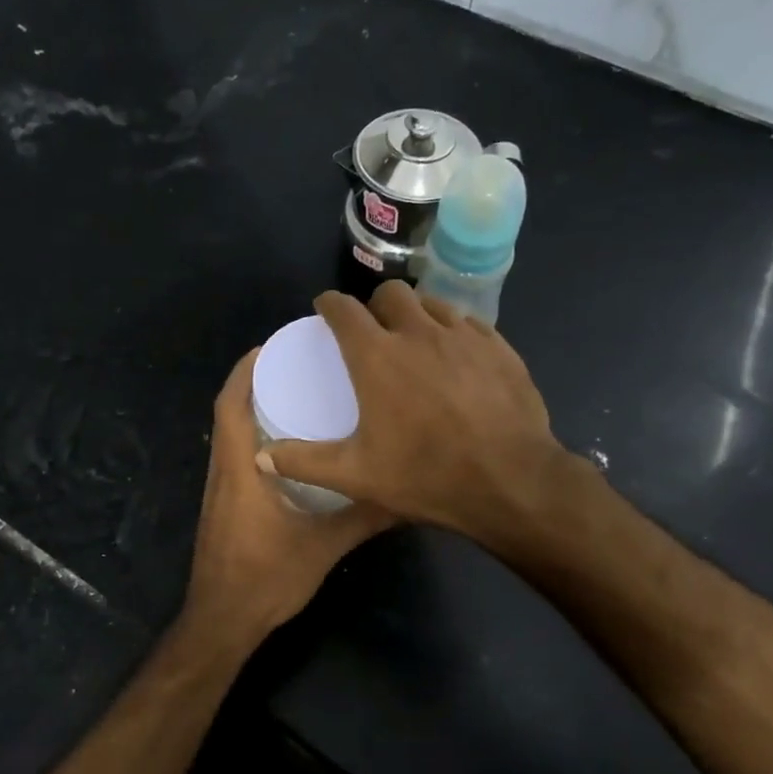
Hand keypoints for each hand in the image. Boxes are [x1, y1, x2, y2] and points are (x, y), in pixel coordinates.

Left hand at [181, 348, 395, 646]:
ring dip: (253, 410)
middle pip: (228, 413)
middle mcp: (223, 472)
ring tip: (295, 395)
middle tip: (294, 365)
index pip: (230, 406)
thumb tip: (405, 492)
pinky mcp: (223, 507)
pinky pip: (235, 457)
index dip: (245, 371)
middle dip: (254, 383)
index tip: (271, 346)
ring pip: (230, 436)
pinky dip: (254, 438)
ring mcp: (219, 491)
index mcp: (240, 470)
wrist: (222, 622)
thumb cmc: (266, 579)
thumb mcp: (323, 546)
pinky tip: (289, 447)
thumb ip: (363, 517)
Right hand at [259, 284, 575, 542]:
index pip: (344, 310)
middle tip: (375, 331)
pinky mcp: (500, 348)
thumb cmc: (425, 475)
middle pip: (392, 292)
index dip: (330, 305)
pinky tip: (457, 358)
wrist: (510, 481)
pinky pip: (470, 324)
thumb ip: (305, 462)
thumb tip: (262, 458)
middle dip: (376, 304)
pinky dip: (454, 332)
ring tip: (416, 342)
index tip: (325, 310)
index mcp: (377, 357)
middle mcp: (419, 333)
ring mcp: (464, 337)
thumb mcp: (356, 475)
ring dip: (417, 315)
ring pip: (433, 304)